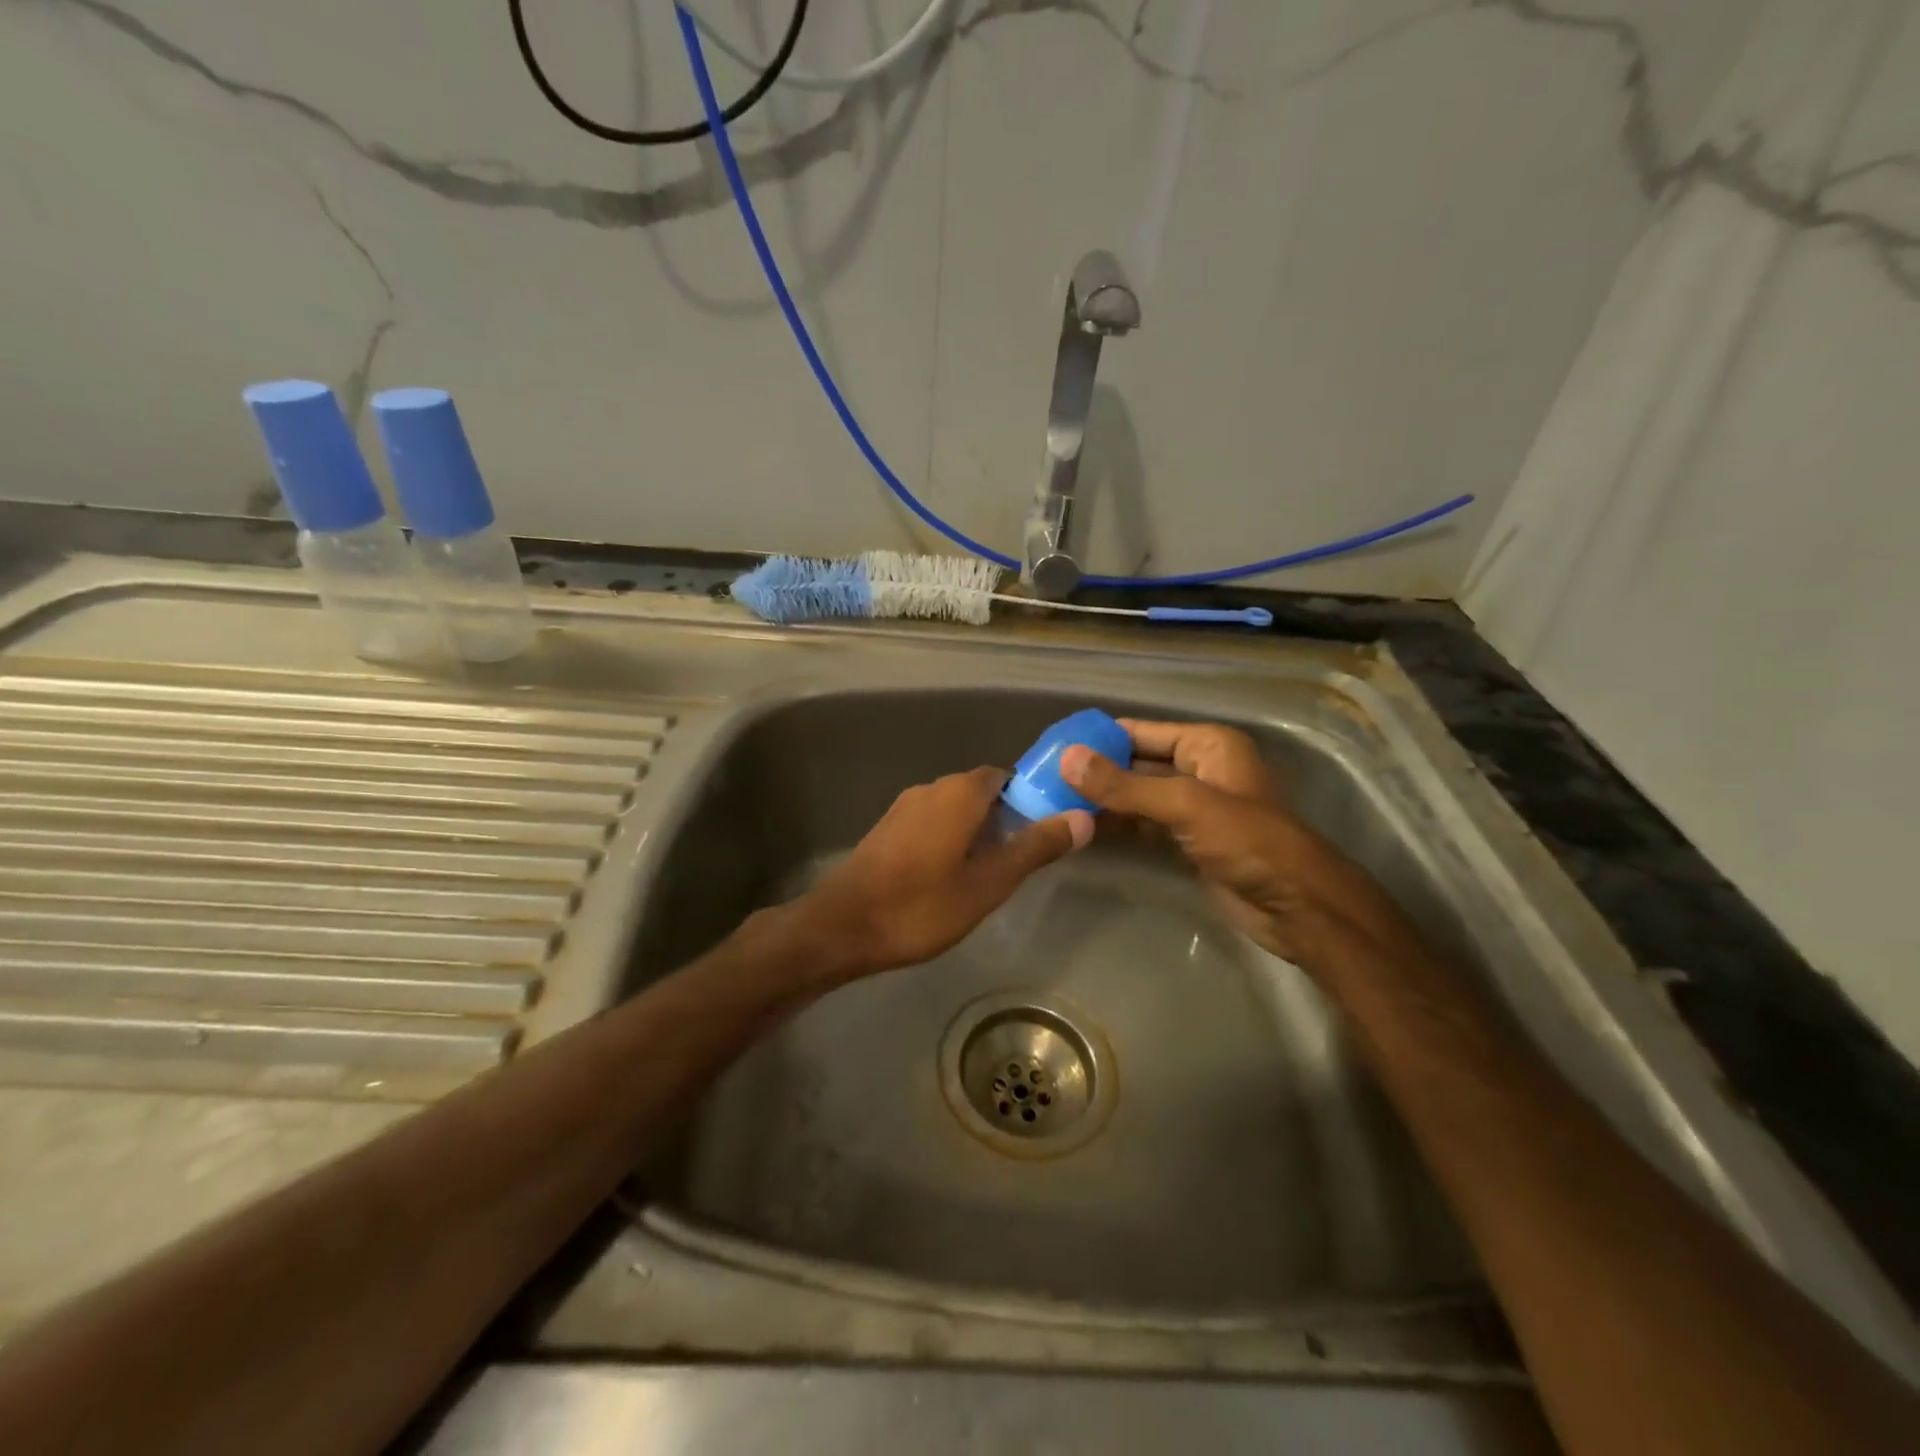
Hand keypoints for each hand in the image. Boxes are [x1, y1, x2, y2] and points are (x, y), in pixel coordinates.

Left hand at [794, 767, 1092, 979]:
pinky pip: (932, 822)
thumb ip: (1034, 848)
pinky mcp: (887, 829)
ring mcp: (904, 807)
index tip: (1046, 829)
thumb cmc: (921, 906)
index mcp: (960, 792)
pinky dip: (950, 839)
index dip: (1031, 798)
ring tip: (991, 873)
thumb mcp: (988, 883)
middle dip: (1006, 818)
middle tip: (1022, 859)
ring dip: (977, 831)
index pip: (1007, 776)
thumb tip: (1082, 818)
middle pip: (981, 792)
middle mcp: (931, 788)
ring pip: (955, 809)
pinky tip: (951, 877)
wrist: (842, 927)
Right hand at [1061, 720, 1382, 963]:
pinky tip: (1083, 830)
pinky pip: (1145, 824)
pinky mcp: (1189, 840)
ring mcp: (1195, 807)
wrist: (1299, 907)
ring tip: (1053, 804)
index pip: (1139, 731)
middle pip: (1135, 763)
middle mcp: (1200, 768)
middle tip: (1042, 780)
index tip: (1051, 748)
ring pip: (1137, 796)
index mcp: (1207, 744)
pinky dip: (1118, 826)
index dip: (1097, 739)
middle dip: (1094, 772)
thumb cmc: (1249, 842)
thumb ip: (1123, 785)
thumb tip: (1066, 759)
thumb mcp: (1185, 805)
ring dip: (1102, 801)